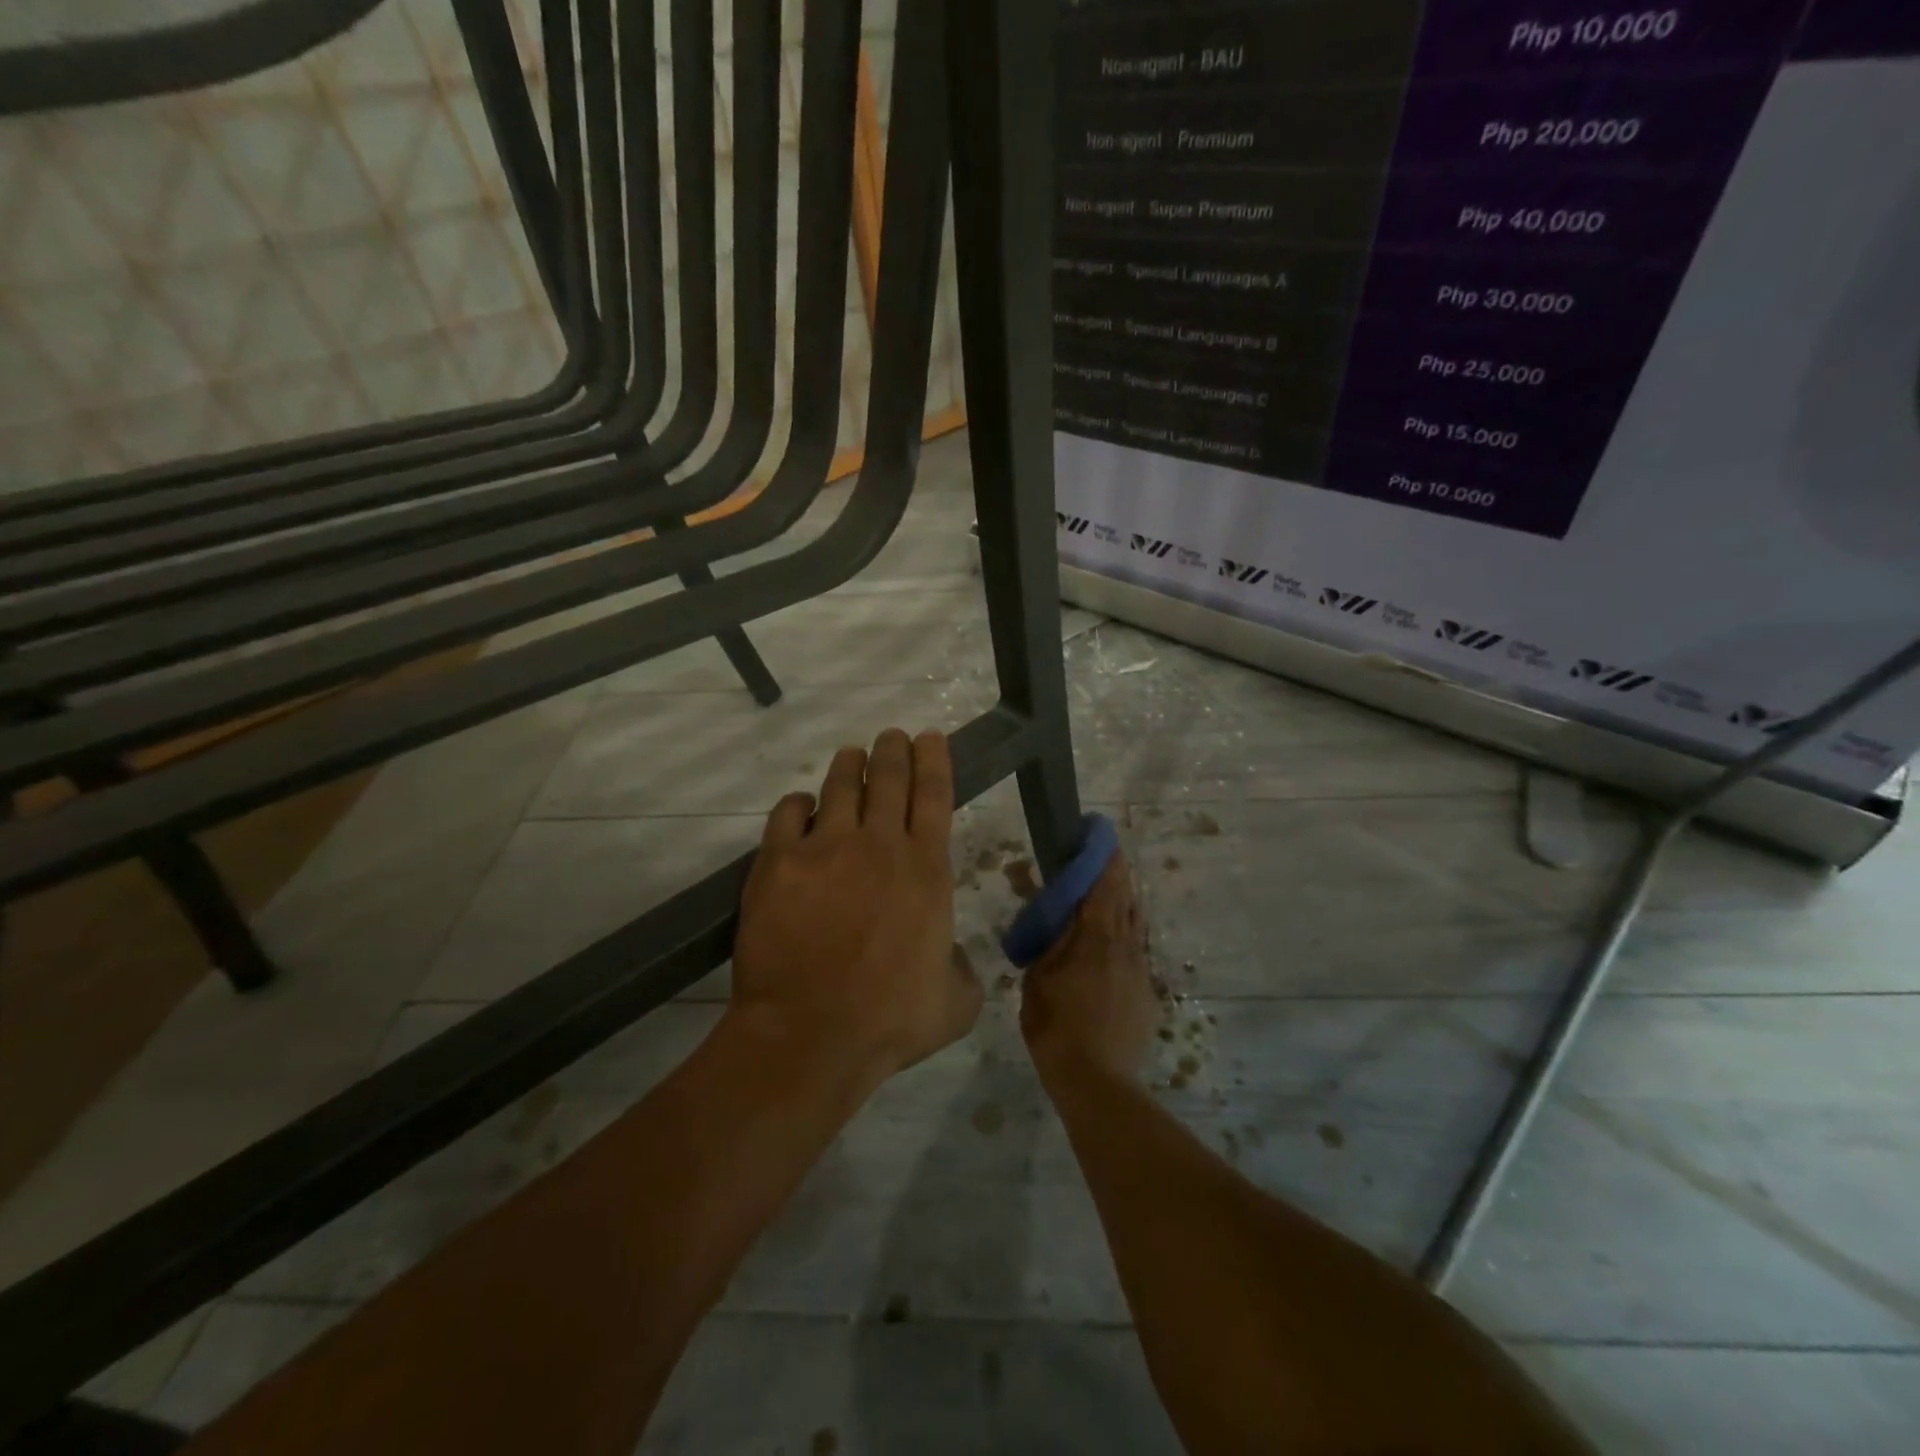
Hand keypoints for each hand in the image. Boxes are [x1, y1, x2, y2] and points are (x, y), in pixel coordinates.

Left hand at [730, 728, 981, 1090]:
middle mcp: (880, 845)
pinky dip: (797, 804)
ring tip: (852, 755)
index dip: (934, 760)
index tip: (930, 737)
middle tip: (892, 737)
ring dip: (849, 766)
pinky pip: (788, 814)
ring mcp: (826, 849)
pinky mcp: (779, 862)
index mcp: (927, 870)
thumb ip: (962, 969)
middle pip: (888, 778)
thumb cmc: (890, 1020)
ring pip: (840, 787)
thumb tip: (952, 955)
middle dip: (893, 750)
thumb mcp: (956, 1002)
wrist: (811, 1034)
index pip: (934, 795)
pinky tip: (801, 805)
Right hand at [1020, 855, 1154, 1084]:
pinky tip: (1110, 953)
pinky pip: (1136, 954)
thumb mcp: (1038, 976)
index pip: (1106, 883)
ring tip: (1106, 902)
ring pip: (1135, 926)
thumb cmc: (1056, 1024)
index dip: (1104, 856)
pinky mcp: (1147, 994)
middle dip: (1115, 877)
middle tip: (1101, 864)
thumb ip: (1044, 937)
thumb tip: (1040, 902)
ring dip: (1122, 907)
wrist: (1097, 1081)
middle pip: (1126, 898)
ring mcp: (1141, 970)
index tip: (1099, 835)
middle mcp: (1126, 945)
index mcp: (1097, 936)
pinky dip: (1124, 941)